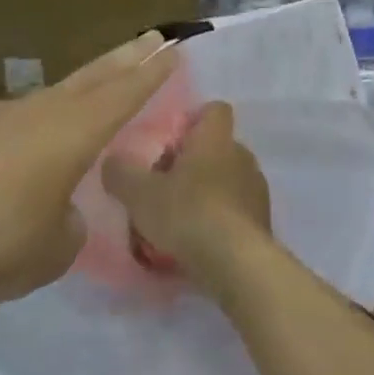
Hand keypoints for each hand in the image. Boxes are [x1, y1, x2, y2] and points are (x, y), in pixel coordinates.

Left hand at [0, 33, 177, 304]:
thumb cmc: (0, 239)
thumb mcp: (56, 249)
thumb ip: (70, 224)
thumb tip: (60, 211)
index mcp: (75, 131)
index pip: (125, 94)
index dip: (152, 74)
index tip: (174, 48)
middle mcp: (42, 110)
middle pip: (94, 76)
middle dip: (127, 58)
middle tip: (152, 37)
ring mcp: (0, 114)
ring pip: (51, 94)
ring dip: (77, 90)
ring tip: (89, 94)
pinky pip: (7, 122)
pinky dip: (23, 128)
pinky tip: (13, 151)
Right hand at [103, 101, 270, 288]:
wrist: (238, 264)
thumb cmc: (189, 213)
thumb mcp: (141, 195)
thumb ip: (122, 174)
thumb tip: (111, 161)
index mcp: (216, 137)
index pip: (214, 110)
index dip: (194, 121)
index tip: (171, 142)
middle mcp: (241, 154)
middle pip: (217, 147)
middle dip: (194, 162)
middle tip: (165, 186)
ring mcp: (256, 188)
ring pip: (228, 179)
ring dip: (208, 193)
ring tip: (181, 220)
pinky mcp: (262, 221)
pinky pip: (237, 211)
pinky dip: (221, 220)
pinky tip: (200, 242)